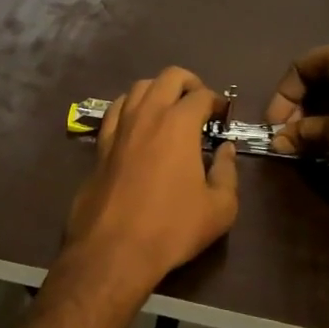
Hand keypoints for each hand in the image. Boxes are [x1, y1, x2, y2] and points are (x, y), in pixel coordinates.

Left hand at [63, 67, 238, 299]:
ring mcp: (120, 127)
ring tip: (169, 109)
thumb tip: (225, 150)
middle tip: (199, 103)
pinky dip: (131, 106)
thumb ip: (227, 172)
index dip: (217, 101)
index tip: (223, 115)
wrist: (114, 250)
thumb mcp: (219, 208)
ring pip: (139, 87)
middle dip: (189, 83)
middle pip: (168, 77)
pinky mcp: (100, 144)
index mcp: (179, 124)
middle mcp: (148, 115)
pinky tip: (137, 123)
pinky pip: (116, 110)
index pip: (202, 95)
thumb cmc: (172, 227)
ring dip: (158, 90)